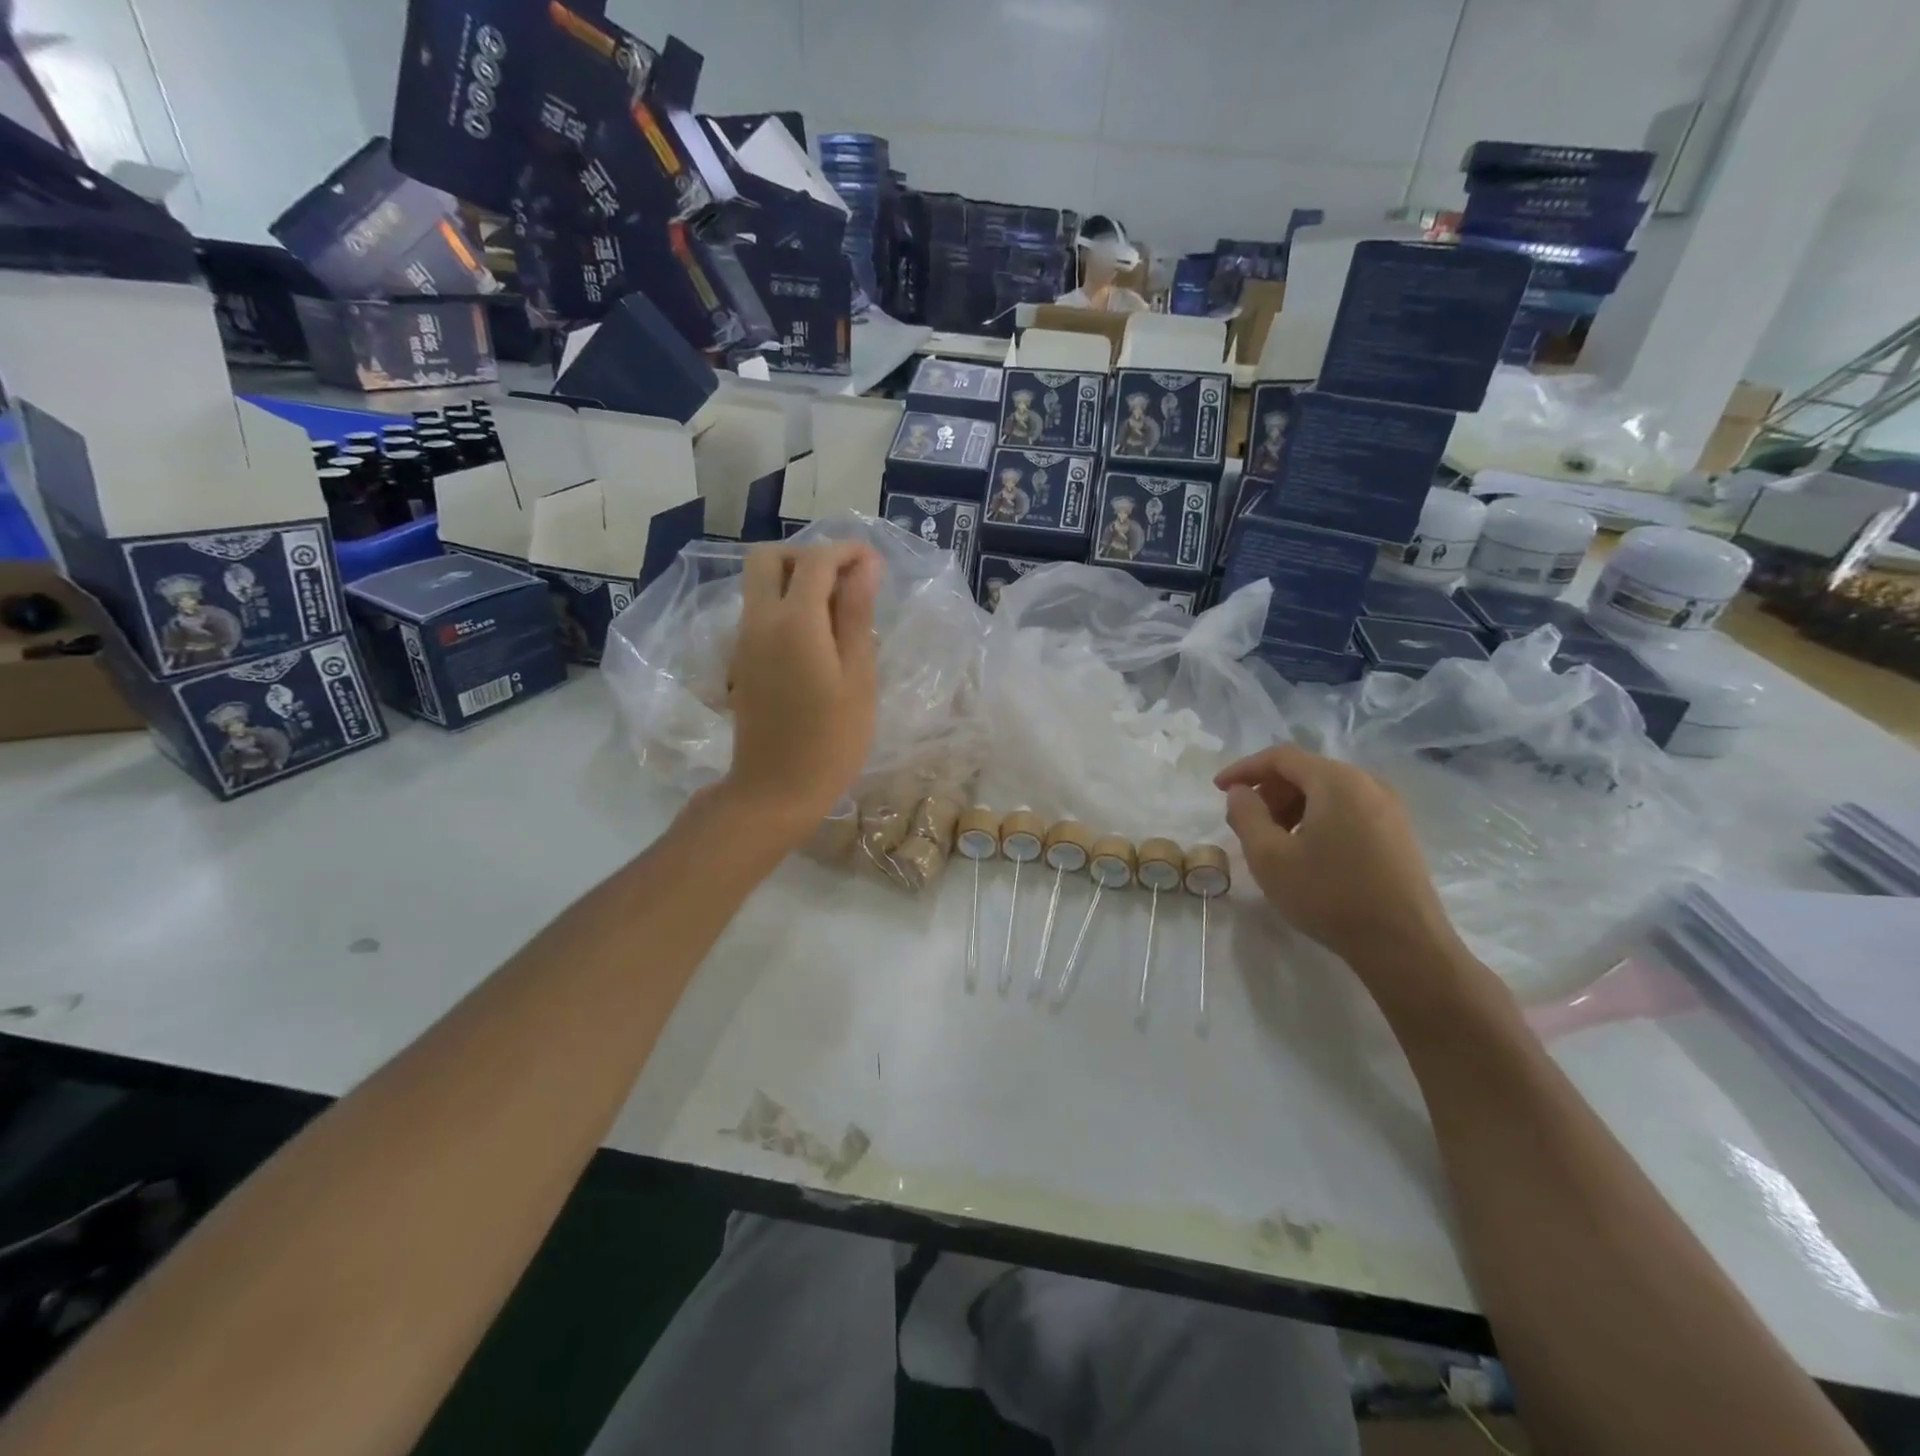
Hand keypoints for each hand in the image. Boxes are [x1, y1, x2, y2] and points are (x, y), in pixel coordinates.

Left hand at [723, 542, 880, 838]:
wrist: (776, 789)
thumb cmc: (831, 739)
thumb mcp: (857, 676)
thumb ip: (857, 615)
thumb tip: (864, 566)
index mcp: (794, 621)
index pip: (816, 560)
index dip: (846, 552)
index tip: (875, 563)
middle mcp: (760, 620)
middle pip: (768, 558)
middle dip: (808, 555)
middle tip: (845, 580)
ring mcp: (744, 640)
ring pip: (759, 584)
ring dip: (794, 579)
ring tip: (838, 608)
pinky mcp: (741, 660)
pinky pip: (758, 611)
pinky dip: (784, 603)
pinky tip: (817, 636)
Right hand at [1216, 744, 1464, 981]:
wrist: (1404, 946)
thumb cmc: (1329, 896)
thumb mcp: (1269, 857)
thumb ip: (1246, 815)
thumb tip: (1240, 792)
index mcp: (1337, 781)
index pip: (1281, 757)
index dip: (1244, 768)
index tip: (1218, 789)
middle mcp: (1368, 783)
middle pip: (1306, 771)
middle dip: (1269, 790)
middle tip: (1247, 822)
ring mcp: (1389, 807)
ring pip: (1327, 790)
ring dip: (1292, 806)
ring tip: (1274, 840)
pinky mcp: (1398, 832)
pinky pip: (1347, 808)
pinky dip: (1318, 817)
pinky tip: (1307, 851)